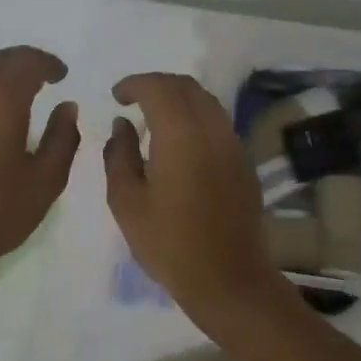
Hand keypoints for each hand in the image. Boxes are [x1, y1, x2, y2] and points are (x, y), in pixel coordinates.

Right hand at [104, 72, 288, 326]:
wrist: (226, 277)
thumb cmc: (168, 244)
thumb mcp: (127, 202)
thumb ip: (119, 155)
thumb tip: (122, 125)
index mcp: (181, 135)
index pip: (158, 87)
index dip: (134, 84)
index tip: (116, 96)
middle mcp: (212, 130)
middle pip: (186, 86)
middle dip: (156, 85)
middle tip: (132, 101)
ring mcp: (233, 144)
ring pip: (206, 101)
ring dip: (178, 99)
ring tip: (154, 118)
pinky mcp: (243, 161)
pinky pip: (218, 122)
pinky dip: (195, 117)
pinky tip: (179, 142)